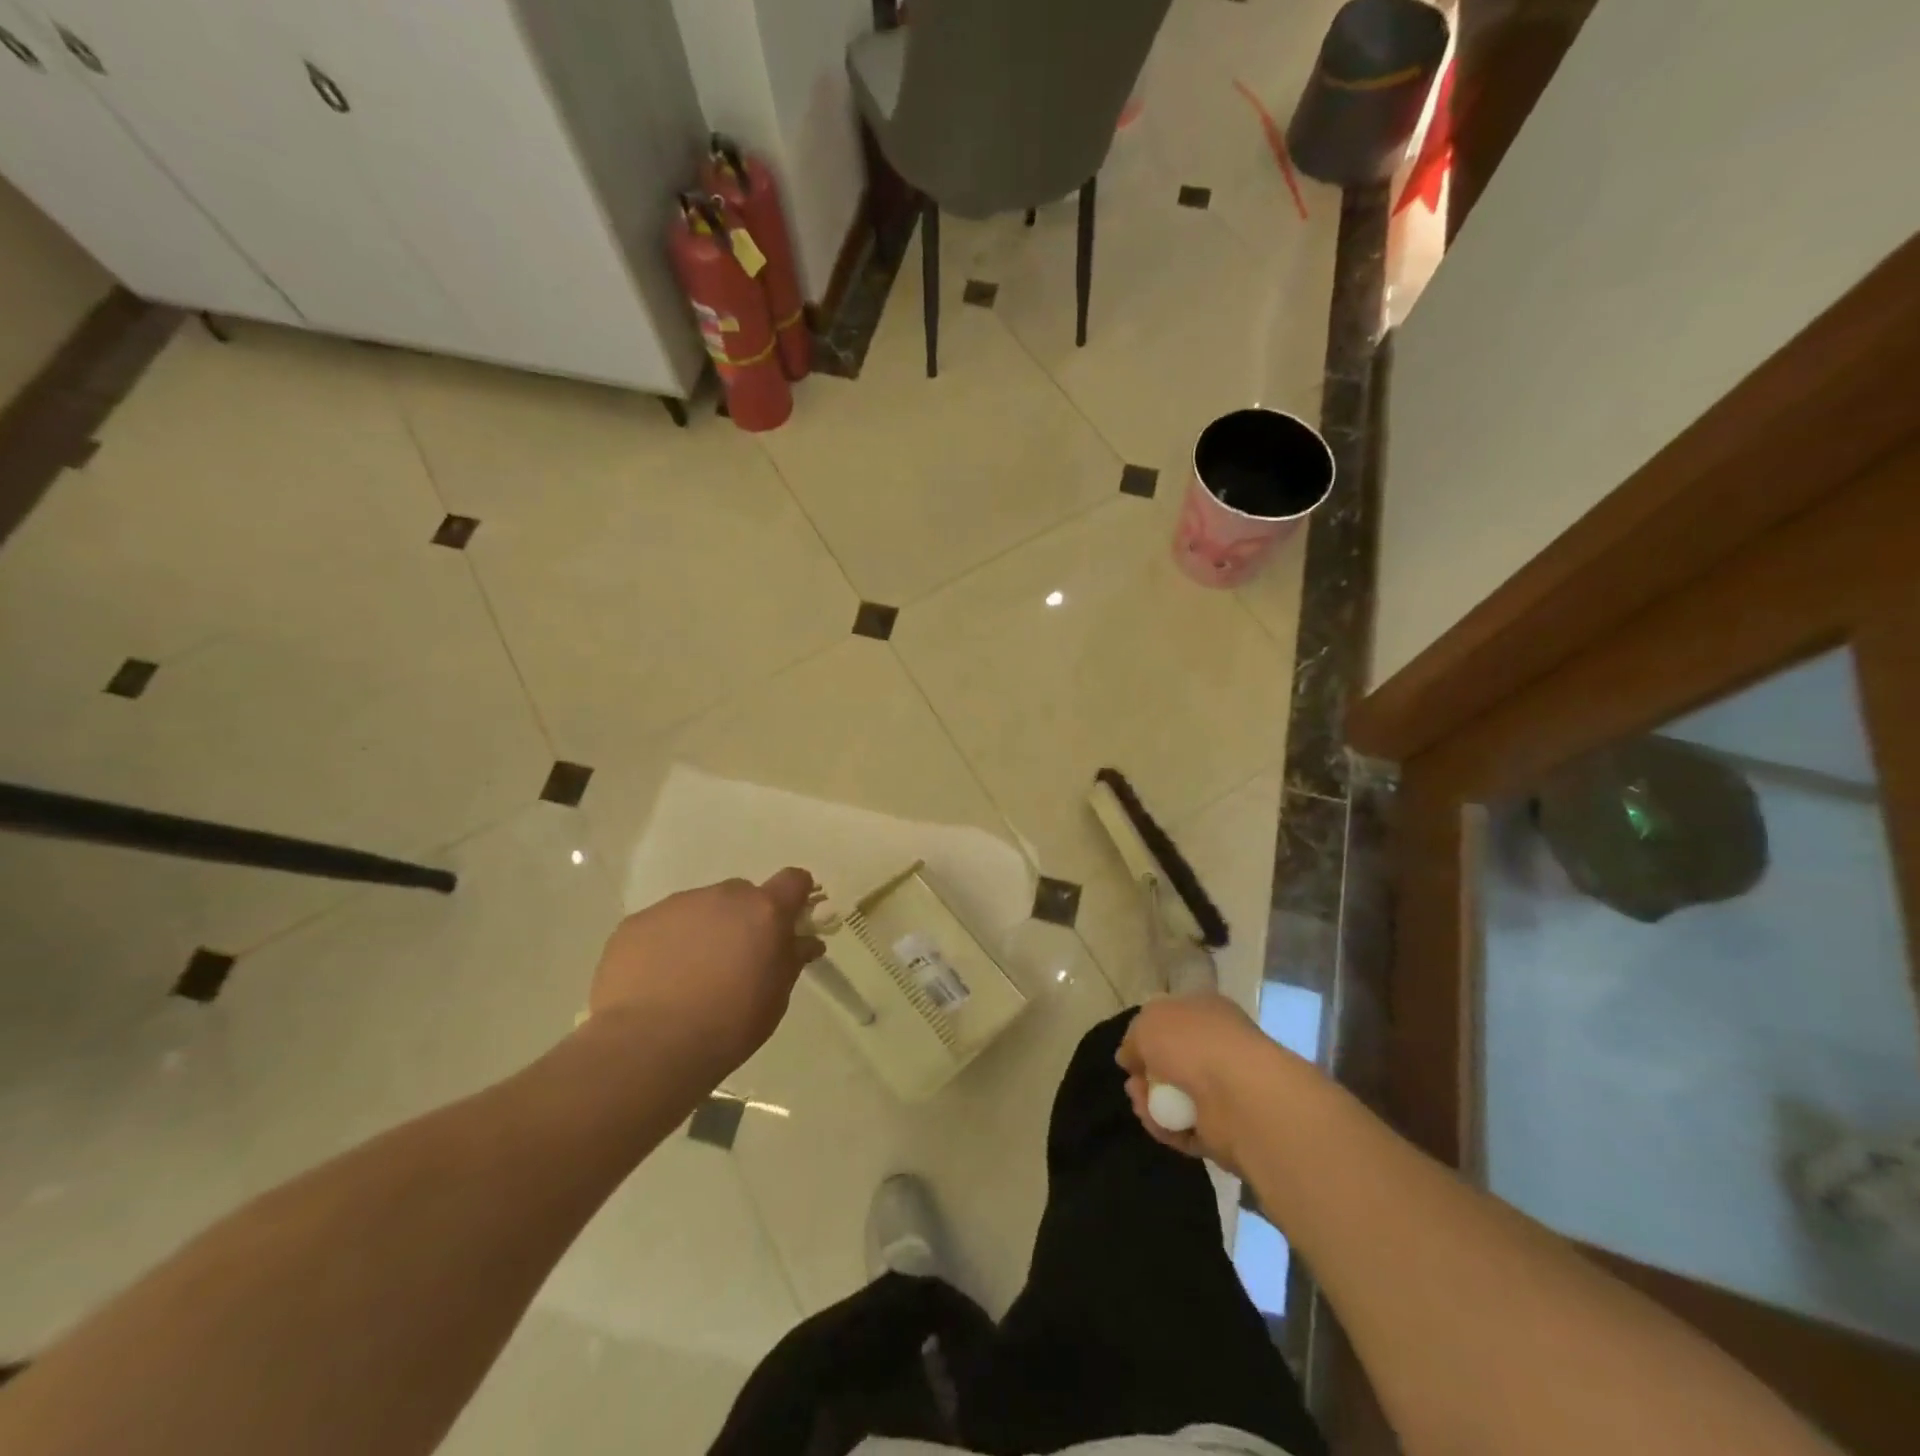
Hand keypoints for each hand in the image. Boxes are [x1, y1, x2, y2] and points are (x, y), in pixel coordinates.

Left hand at [586, 869, 823, 1083]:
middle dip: (744, 919)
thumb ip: (790, 960)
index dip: (795, 896)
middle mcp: (722, 897)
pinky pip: (661, 926)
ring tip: (688, 977)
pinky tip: (656, 982)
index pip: (793, 881)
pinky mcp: (636, 923)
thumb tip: (805, 941)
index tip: (791, 920)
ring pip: (699, 909)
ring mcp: (675, 906)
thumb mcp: (775, 998)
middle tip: (735, 960)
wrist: (649, 1046)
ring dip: (703, 930)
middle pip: (742, 895)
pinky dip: (665, 944)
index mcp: (764, 911)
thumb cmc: (729, 1025)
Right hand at [1117, 993, 1286, 1170]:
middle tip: (1132, 1083)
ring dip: (1151, 1101)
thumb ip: (1134, 1038)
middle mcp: (1218, 1047)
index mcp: (1207, 1013)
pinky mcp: (1225, 1129)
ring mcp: (1225, 1090)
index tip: (1130, 1051)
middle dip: (1146, 1074)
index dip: (1148, 1034)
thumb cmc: (1192, 1043)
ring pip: (1177, 1097)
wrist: (1240, 1096)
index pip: (1175, 1019)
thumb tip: (1129, 1057)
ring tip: (1140, 1103)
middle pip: (1172, 1061)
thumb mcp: (1148, 1023)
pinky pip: (1186, 1128)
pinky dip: (1167, 1128)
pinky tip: (1154, 1122)